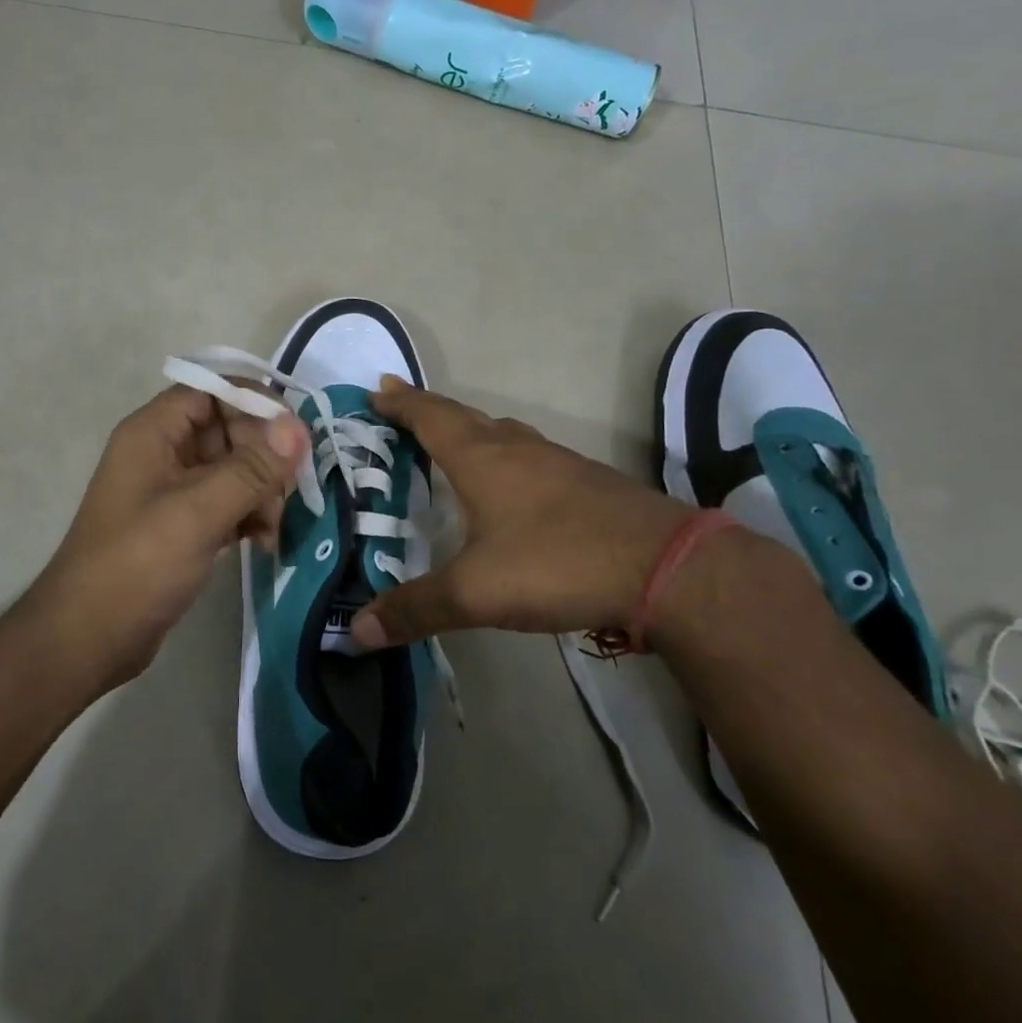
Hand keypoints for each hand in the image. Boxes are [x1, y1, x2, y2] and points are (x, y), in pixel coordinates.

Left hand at [29, 385, 307, 688]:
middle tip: (288, 491)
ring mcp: (173, 490)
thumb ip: (251, 469)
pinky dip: (250, 515)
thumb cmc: (136, 565)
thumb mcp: (197, 513)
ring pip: (234, 469)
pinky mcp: (183, 524)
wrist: (87, 639)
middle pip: (229, 430)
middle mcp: (163, 452)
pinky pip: (228, 502)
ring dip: (262, 491)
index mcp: (154, 432)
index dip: (255, 403)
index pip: (213, 392)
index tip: (295, 434)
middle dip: (264, 457)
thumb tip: (297, 427)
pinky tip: (264, 543)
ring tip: (273, 528)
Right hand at [349, 378, 694, 649]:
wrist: (665, 566)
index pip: (430, 418)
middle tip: (398, 403)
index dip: (401, 404)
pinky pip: (529, 454)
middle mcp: (517, 448)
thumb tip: (356, 633)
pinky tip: (511, 483)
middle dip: (427, 409)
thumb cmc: (556, 563)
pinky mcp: (587, 482)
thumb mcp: (476, 593)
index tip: (376, 389)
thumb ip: (416, 609)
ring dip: (469, 428)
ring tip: (450, 439)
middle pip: (463, 416)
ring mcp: (557, 462)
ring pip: (501, 432)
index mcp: (482, 459)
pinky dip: (504, 454)